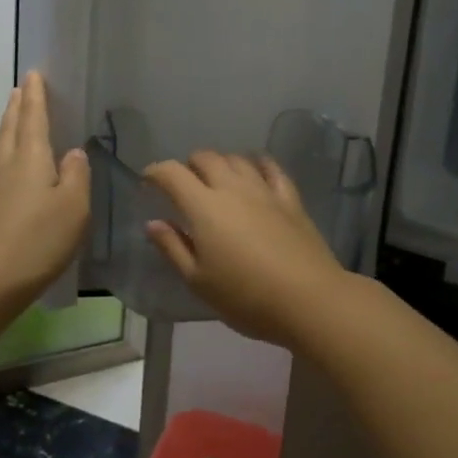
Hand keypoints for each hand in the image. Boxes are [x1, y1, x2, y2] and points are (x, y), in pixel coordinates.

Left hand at [0, 72, 90, 314]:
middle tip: (20, 88)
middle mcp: (9, 168)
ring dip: (10, 127)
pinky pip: (2, 169)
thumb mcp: (73, 208)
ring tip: (15, 116)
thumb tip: (74, 152)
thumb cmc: (37, 241)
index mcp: (31, 159)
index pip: (34, 119)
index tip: (33, 73)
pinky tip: (15, 167)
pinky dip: (9, 154)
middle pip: (12, 129)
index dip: (35, 96)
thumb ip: (77, 176)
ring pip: (3, 148)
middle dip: (18, 107)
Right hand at [143, 151, 353, 348]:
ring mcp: (264, 190)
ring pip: (237, 159)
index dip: (156, 172)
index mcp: (204, 207)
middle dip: (188, 164)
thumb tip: (153, 223)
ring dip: (221, 162)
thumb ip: (173, 248)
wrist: (309, 299)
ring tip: (216, 178)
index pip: (172, 174)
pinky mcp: (290, 199)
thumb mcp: (199, 281)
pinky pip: (272, 169)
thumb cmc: (246, 296)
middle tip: (183, 183)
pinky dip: (258, 163)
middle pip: (206, 158)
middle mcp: (232, 188)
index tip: (148, 180)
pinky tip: (256, 169)